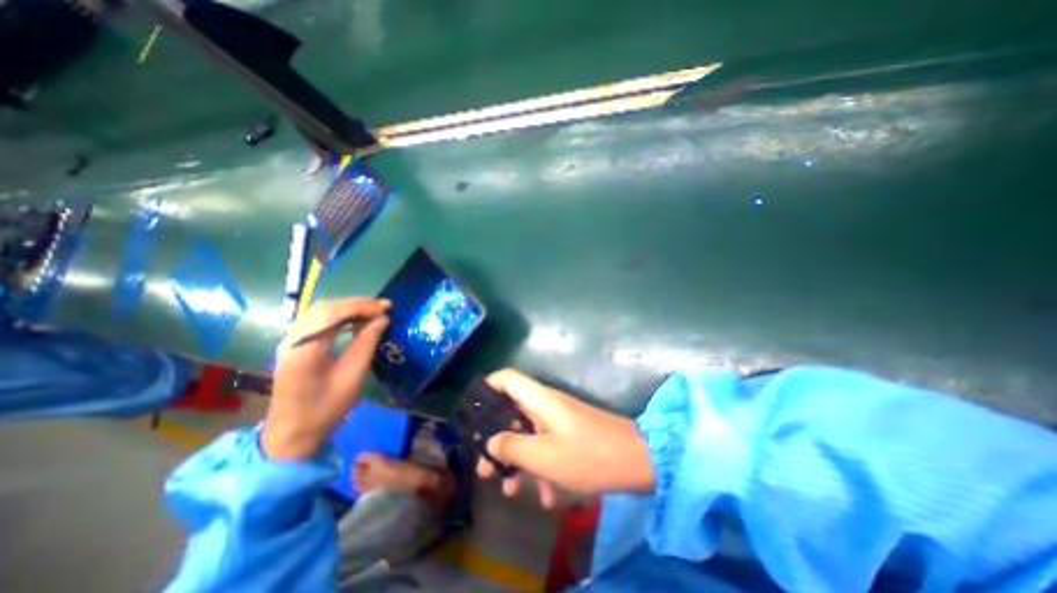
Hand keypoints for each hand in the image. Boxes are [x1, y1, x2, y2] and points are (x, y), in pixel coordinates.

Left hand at [258, 300, 387, 459]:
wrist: (291, 433)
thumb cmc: (325, 409)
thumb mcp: (352, 377)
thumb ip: (366, 344)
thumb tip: (382, 319)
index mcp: (304, 350)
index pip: (332, 312)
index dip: (362, 305)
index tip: (386, 308)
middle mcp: (291, 340)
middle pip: (325, 307)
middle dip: (357, 303)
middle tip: (383, 308)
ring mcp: (289, 341)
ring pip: (320, 310)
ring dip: (348, 307)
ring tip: (373, 312)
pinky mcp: (292, 345)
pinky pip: (316, 319)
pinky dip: (338, 315)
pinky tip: (354, 321)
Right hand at [479, 369, 658, 506]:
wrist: (637, 461)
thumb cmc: (587, 454)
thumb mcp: (543, 456)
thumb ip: (512, 447)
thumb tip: (491, 441)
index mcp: (539, 399)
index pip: (507, 378)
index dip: (487, 387)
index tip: (472, 411)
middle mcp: (546, 404)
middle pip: (511, 412)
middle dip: (496, 439)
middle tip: (485, 467)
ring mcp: (559, 420)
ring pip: (528, 434)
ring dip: (518, 460)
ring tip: (509, 491)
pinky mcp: (570, 435)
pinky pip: (547, 446)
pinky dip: (541, 468)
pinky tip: (546, 499)